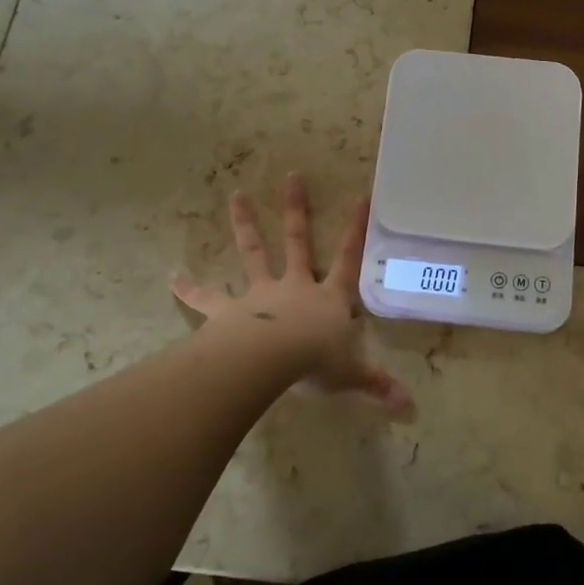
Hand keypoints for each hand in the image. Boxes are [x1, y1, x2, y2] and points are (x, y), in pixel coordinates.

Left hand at [172, 173, 414, 417]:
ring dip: (245, 224)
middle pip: (298, 241)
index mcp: (329, 298)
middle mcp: (296, 287)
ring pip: (254, 252)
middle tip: (292, 176)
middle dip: (296, 209)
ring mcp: (260, 295)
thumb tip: (411, 408)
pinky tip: (171, 276)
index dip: (355, 230)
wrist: (270, 362)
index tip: (359, 197)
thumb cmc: (316, 363)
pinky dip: (189, 287)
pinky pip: (207, 298)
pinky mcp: (229, 312)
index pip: (348, 258)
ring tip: (235, 195)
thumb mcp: (352, 376)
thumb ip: (378, 387)